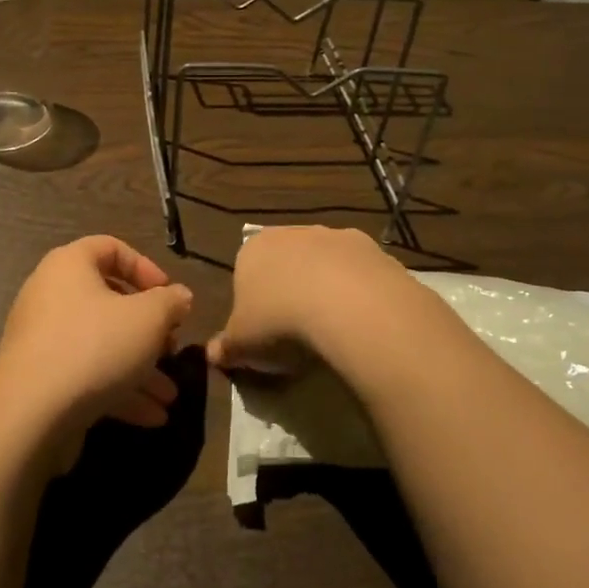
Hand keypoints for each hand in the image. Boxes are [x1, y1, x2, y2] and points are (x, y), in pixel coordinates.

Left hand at [0, 235, 193, 469]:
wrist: (30, 414)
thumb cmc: (95, 346)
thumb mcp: (148, 318)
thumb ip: (170, 303)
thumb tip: (179, 297)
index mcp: (69, 266)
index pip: (110, 247)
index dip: (145, 267)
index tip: (170, 295)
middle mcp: (50, 296)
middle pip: (108, 302)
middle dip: (148, 330)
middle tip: (171, 348)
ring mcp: (43, 340)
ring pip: (102, 345)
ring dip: (139, 368)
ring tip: (169, 396)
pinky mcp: (41, 379)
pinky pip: (86, 375)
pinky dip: (118, 390)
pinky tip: (151, 416)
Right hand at [207, 226, 411, 375]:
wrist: (349, 306)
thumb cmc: (280, 320)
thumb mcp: (241, 344)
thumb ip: (225, 347)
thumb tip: (212, 354)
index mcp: (254, 248)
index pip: (246, 272)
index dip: (253, 303)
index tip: (263, 331)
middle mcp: (294, 232)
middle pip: (288, 264)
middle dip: (292, 291)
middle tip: (297, 332)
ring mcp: (338, 237)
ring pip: (327, 265)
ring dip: (329, 289)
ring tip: (333, 331)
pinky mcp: (376, 250)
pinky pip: (362, 276)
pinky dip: (361, 295)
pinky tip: (362, 323)